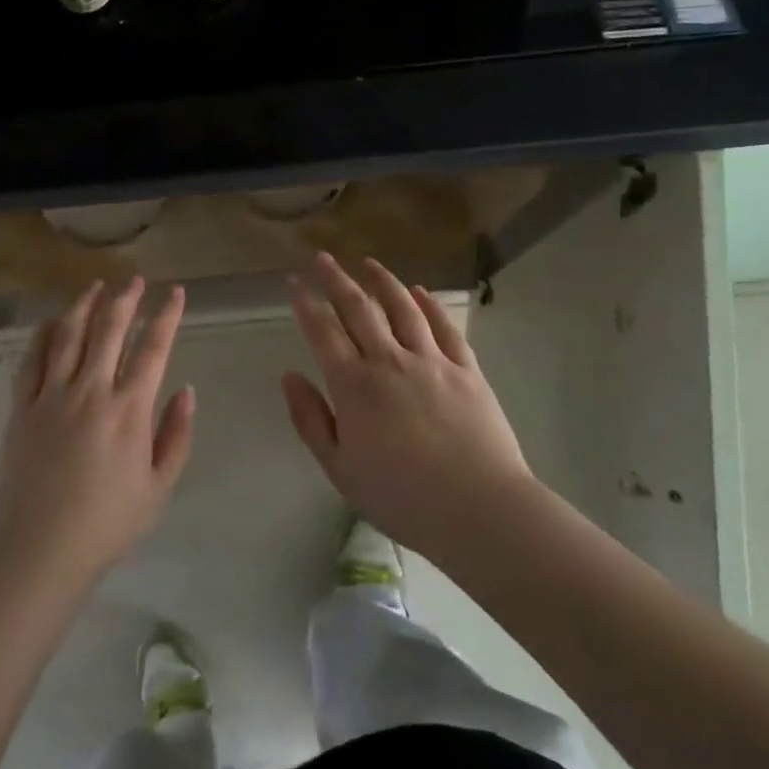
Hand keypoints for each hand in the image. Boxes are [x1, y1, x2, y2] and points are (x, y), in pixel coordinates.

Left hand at [0, 278, 194, 588]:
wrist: (37, 552)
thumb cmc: (106, 525)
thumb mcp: (159, 488)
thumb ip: (177, 436)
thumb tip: (186, 390)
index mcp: (129, 410)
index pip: (153, 348)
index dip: (167, 315)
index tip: (176, 292)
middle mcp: (91, 391)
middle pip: (110, 329)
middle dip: (126, 299)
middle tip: (135, 280)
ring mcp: (52, 395)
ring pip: (70, 335)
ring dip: (85, 305)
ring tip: (96, 286)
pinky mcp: (22, 407)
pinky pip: (33, 359)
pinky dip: (45, 333)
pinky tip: (53, 320)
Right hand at [282, 254, 530, 560]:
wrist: (479, 510)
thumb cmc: (402, 498)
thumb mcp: (340, 469)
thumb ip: (311, 420)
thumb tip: (289, 376)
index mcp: (354, 385)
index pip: (322, 331)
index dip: (305, 304)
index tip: (293, 282)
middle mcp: (389, 361)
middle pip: (359, 308)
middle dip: (337, 279)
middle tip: (323, 258)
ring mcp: (431, 361)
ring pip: (402, 308)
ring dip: (382, 281)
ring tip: (368, 263)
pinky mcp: (466, 369)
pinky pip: (444, 327)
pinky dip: (429, 305)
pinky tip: (419, 292)